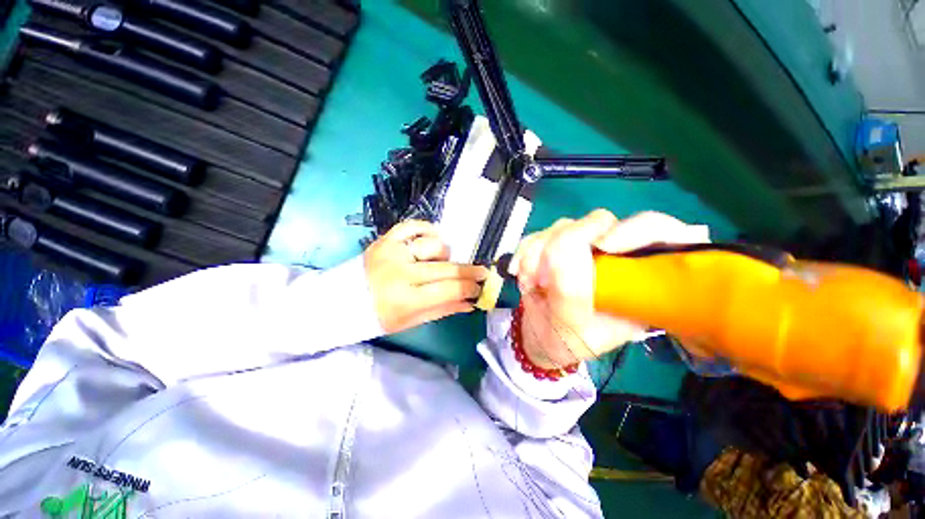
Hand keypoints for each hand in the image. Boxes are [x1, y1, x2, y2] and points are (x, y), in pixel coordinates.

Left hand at [365, 220, 487, 333]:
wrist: (343, 300)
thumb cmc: (380, 315)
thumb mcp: (411, 320)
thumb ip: (443, 309)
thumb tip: (471, 303)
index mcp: (405, 299)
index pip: (449, 290)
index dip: (470, 288)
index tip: (481, 287)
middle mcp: (400, 273)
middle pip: (446, 268)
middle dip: (470, 272)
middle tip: (482, 273)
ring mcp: (393, 252)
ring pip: (434, 245)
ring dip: (445, 254)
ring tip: (441, 261)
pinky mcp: (386, 239)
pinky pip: (413, 226)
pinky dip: (427, 230)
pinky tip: (432, 240)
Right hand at [510, 210, 708, 368]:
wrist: (542, 336)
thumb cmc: (567, 340)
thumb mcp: (574, 327)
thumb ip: (571, 290)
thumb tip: (564, 247)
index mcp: (639, 279)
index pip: (657, 233)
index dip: (635, 231)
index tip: (604, 246)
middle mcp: (615, 256)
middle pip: (598, 223)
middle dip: (562, 248)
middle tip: (542, 280)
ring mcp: (583, 246)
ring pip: (562, 227)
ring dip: (536, 254)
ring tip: (530, 283)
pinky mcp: (557, 243)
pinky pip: (538, 234)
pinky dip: (524, 253)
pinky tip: (521, 274)